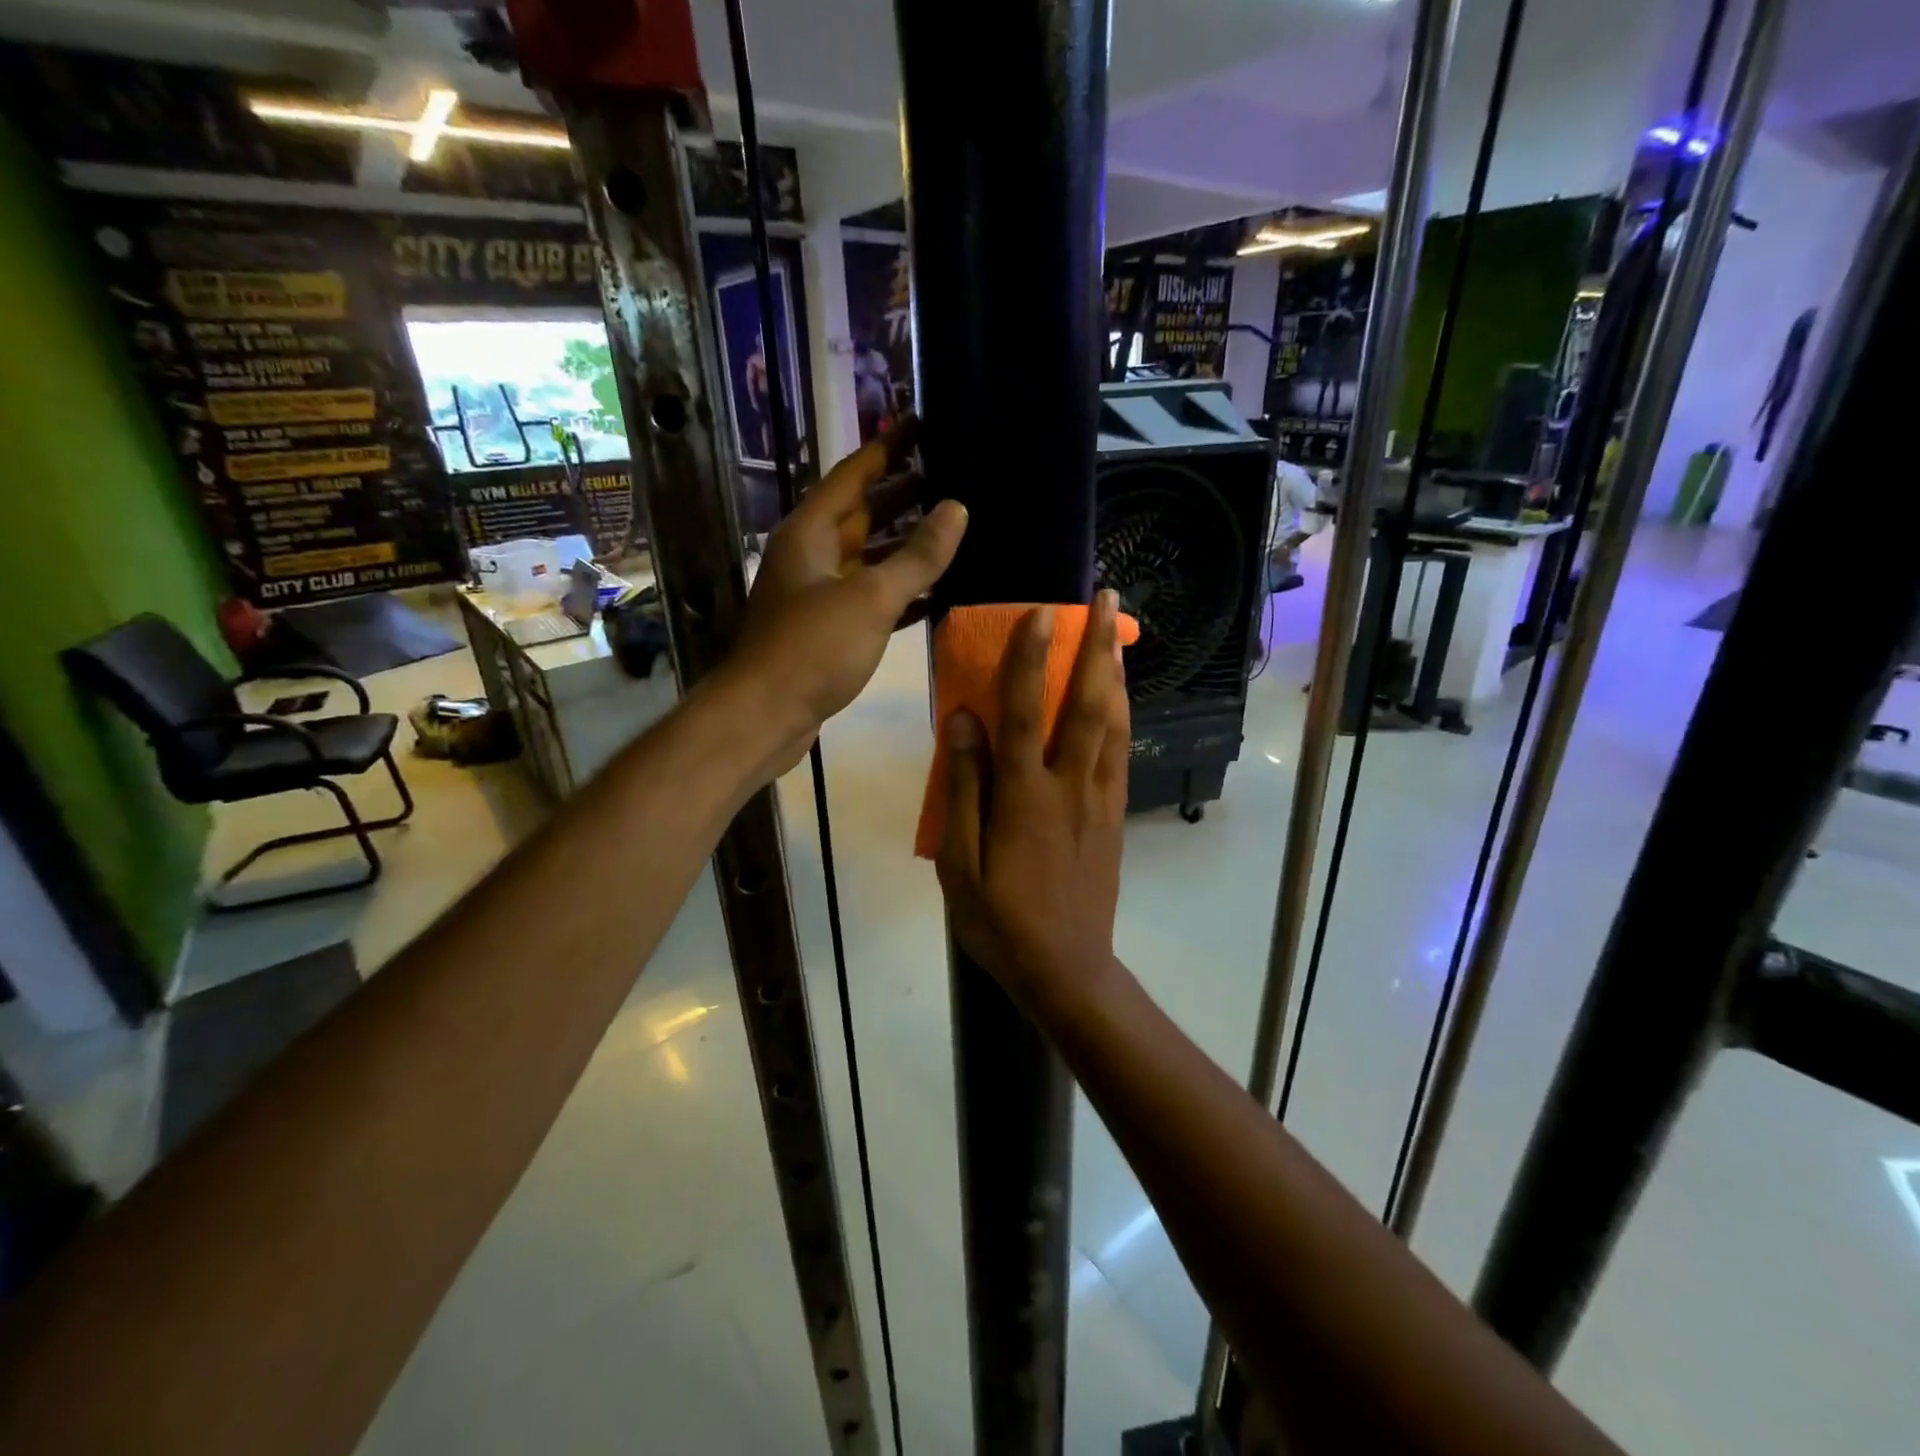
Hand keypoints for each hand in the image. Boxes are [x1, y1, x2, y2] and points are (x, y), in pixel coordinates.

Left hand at [723, 420, 967, 772]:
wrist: (764, 715)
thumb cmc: (812, 647)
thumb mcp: (870, 597)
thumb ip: (917, 556)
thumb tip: (956, 508)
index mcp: (811, 531)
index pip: (854, 473)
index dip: (890, 446)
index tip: (924, 423)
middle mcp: (812, 554)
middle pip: (863, 513)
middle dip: (905, 494)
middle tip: (954, 476)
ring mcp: (818, 594)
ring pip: (869, 557)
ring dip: (906, 546)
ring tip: (955, 530)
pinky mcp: (827, 629)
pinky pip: (871, 597)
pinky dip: (901, 592)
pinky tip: (937, 593)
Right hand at [936, 591, 1129, 1012]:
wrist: (1066, 969)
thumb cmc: (1000, 920)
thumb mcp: (958, 863)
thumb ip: (963, 789)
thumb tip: (965, 721)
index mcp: (1025, 796)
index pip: (1028, 712)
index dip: (1032, 659)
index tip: (1040, 612)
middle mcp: (1070, 786)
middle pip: (1089, 704)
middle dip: (1098, 646)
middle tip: (1107, 599)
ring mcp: (1100, 801)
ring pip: (1115, 724)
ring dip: (1116, 672)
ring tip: (1118, 633)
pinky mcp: (1115, 817)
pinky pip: (1122, 754)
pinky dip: (1123, 716)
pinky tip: (1121, 699)